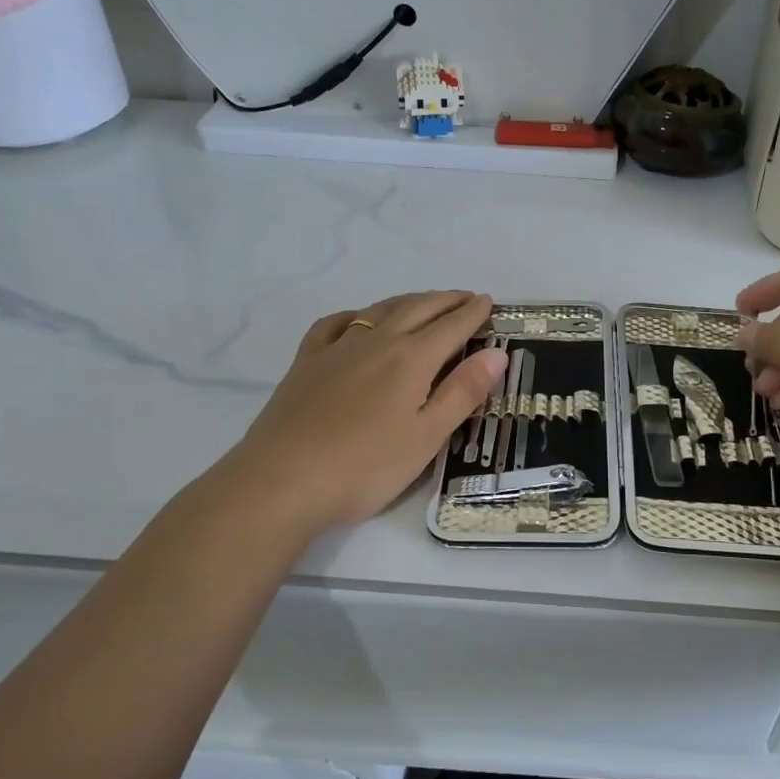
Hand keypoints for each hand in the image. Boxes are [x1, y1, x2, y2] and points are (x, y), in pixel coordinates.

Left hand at [192, 291, 506, 536]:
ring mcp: (337, 349)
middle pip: (418, 309)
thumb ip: (463, 392)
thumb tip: (498, 353)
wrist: (281, 481)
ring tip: (424, 302)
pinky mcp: (306, 362)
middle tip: (465, 297)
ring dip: (409, 301)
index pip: (451, 326)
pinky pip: (335, 324)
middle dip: (446, 300)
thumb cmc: (365, 467)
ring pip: (380, 311)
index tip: (488, 301)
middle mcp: (377, 342)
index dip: (473, 313)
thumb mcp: (427, 437)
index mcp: (411, 359)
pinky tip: (358, 321)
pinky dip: (357, 315)